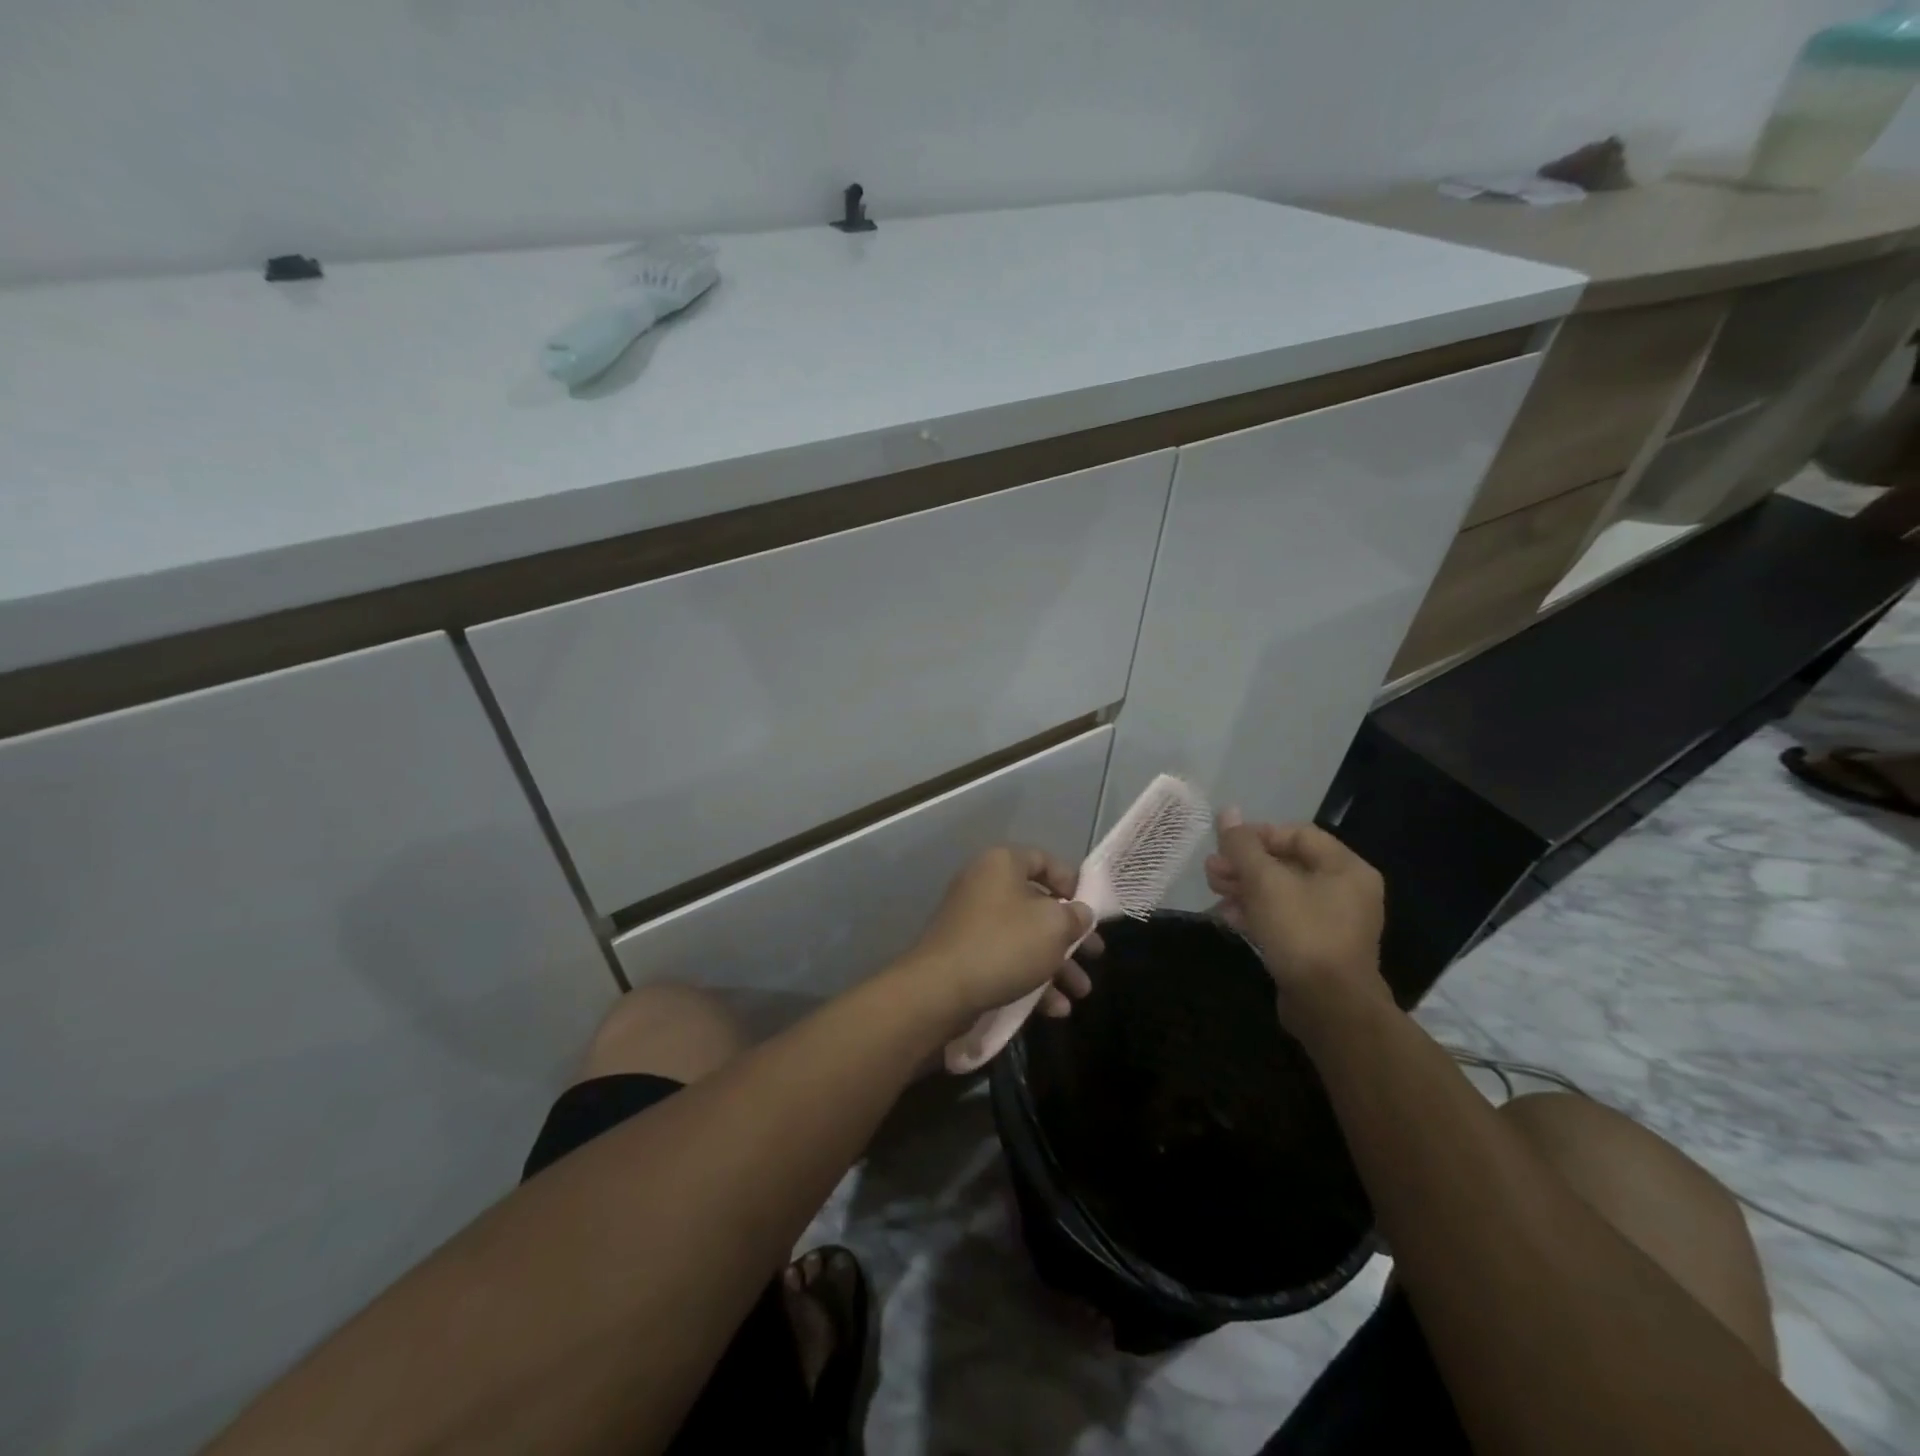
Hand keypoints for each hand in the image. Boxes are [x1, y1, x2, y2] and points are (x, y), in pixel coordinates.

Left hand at [903, 846, 1097, 1026]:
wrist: (941, 989)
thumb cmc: (1004, 944)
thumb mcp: (1053, 926)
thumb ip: (1075, 916)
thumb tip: (1079, 913)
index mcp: (1002, 864)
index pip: (1044, 860)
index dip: (1072, 883)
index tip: (1091, 910)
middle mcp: (984, 885)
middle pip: (1037, 905)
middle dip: (1070, 935)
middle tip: (1095, 956)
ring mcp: (971, 921)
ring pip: (1024, 938)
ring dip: (1056, 965)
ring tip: (1080, 992)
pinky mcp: (964, 954)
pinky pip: (1005, 959)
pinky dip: (1031, 979)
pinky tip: (1055, 1009)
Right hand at [1205, 810, 1390, 1041]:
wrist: (1329, 1008)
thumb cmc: (1302, 933)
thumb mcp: (1265, 882)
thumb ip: (1243, 846)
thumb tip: (1227, 811)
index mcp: (1345, 868)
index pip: (1297, 834)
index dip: (1257, 834)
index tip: (1225, 845)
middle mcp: (1345, 891)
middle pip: (1287, 863)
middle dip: (1245, 864)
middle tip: (1211, 870)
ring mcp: (1332, 922)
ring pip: (1281, 893)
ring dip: (1245, 888)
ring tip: (1213, 890)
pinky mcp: (1316, 948)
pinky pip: (1283, 919)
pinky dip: (1256, 913)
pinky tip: (1227, 916)